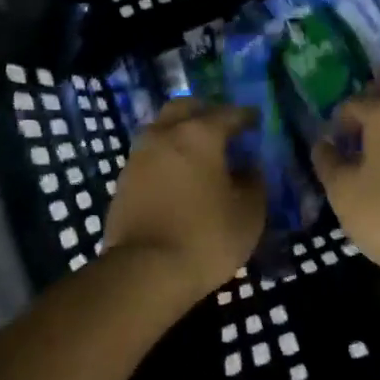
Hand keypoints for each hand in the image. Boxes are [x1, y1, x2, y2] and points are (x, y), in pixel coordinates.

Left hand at [102, 99, 263, 296]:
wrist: (144, 271)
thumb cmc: (205, 237)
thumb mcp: (248, 214)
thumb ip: (253, 183)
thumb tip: (249, 168)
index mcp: (200, 134)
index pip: (228, 113)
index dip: (246, 116)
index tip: (256, 120)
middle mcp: (165, 134)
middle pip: (185, 108)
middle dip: (205, 112)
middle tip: (222, 127)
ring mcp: (139, 156)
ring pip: (162, 129)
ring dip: (180, 133)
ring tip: (199, 153)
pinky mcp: (123, 180)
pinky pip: (150, 155)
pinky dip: (166, 157)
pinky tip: (178, 175)